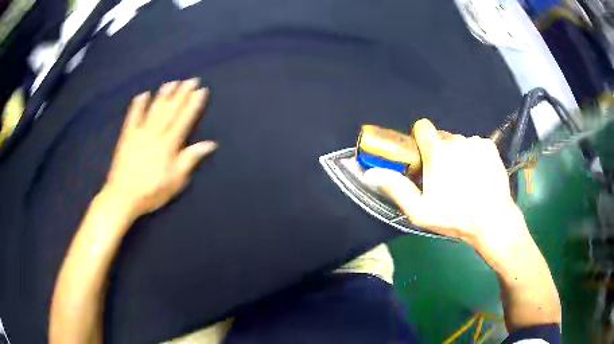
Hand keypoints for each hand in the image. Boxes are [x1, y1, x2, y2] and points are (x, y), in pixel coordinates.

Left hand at [105, 79, 216, 216]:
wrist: (123, 196)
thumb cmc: (152, 191)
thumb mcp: (176, 181)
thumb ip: (190, 159)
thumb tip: (210, 144)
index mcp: (169, 145)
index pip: (184, 119)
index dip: (194, 104)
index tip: (202, 90)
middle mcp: (155, 134)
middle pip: (170, 110)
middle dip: (182, 94)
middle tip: (191, 79)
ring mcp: (139, 133)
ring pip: (154, 110)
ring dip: (164, 95)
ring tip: (172, 82)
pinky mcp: (127, 137)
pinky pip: (132, 117)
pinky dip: (138, 105)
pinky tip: (143, 95)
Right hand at [364, 119, 528, 254]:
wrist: (492, 220)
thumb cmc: (454, 217)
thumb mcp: (420, 211)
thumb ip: (396, 188)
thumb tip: (371, 172)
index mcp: (437, 151)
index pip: (422, 126)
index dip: (420, 139)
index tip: (424, 156)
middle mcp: (456, 140)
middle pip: (441, 137)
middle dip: (440, 152)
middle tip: (445, 176)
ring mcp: (475, 142)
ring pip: (459, 142)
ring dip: (458, 154)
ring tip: (465, 178)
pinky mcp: (490, 146)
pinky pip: (475, 144)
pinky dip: (474, 155)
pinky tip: (479, 174)